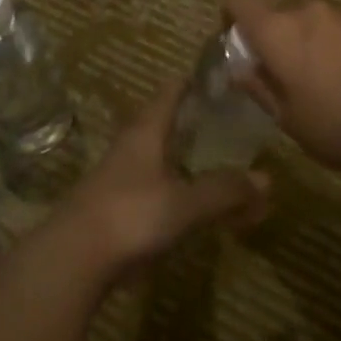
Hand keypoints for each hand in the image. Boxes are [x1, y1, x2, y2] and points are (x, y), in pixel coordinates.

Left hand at [52, 80, 269, 282]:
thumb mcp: (185, 203)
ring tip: (226, 176)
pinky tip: (200, 213)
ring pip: (165, 162)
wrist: (73, 259)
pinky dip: (183, 196)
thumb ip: (225, 190)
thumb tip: (267, 179)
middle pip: (169, 126)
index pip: (172, 91)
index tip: (223, 81)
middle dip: (200, 127)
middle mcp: (132, 147)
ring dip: (194, 166)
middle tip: (235, 130)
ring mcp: (122, 179)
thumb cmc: (131, 215)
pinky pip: (160, 193)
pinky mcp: (118, 210)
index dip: (195, 82)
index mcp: (146, 131)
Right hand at [225, 0, 340, 174]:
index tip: (239, 43)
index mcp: (276, 30)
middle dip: (277, 36)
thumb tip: (239, 70)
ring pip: (315, 18)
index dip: (232, 16)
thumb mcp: (287, 119)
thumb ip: (259, 87)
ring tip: (328, 77)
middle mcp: (307, 9)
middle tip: (287, 72)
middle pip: (279, 11)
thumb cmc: (337, 124)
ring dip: (312, 39)